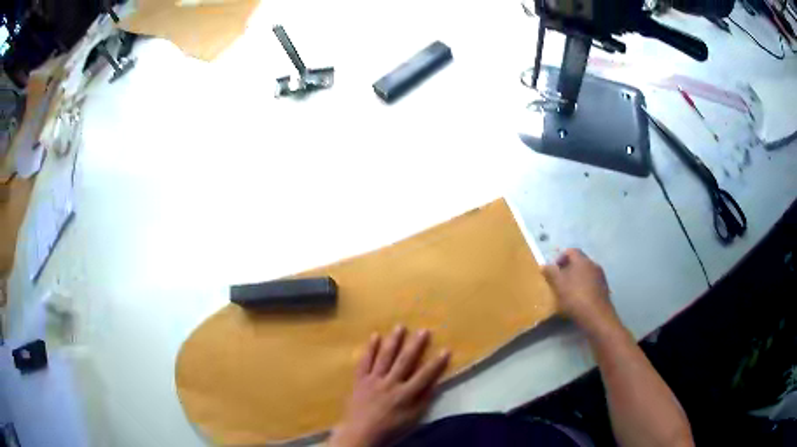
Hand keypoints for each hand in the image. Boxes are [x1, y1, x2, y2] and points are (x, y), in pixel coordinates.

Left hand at [328, 326, 450, 446]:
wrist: (360, 433)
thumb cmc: (389, 429)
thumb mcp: (412, 419)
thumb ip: (423, 401)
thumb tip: (435, 384)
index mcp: (405, 394)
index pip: (425, 376)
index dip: (437, 363)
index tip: (446, 349)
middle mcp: (390, 383)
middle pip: (405, 361)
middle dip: (416, 345)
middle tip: (424, 330)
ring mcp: (373, 380)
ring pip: (385, 357)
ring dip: (393, 341)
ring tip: (400, 326)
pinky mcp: (360, 379)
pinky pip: (364, 361)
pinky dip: (370, 349)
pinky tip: (375, 336)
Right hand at [542, 248, 618, 334]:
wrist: (596, 316)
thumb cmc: (575, 297)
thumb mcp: (558, 285)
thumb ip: (551, 273)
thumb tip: (544, 265)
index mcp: (582, 260)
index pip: (571, 251)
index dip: (561, 257)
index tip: (554, 269)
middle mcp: (593, 264)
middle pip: (579, 261)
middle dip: (569, 268)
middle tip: (560, 280)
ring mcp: (601, 276)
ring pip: (586, 272)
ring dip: (577, 277)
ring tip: (569, 290)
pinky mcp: (604, 288)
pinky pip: (592, 282)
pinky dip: (584, 286)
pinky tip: (580, 298)